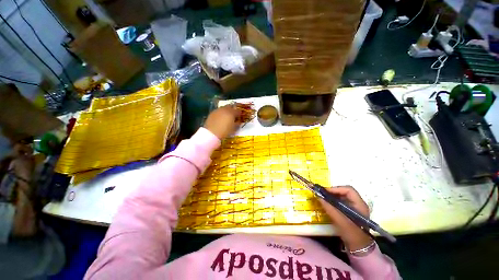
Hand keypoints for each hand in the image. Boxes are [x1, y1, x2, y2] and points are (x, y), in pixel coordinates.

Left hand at [204, 105, 241, 139]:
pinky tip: (220, 118)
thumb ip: (237, 124)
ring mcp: (218, 110)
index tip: (240, 117)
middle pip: (230, 107)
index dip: (239, 114)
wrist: (212, 133)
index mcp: (232, 113)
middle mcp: (225, 109)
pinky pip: (218, 111)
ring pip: (223, 108)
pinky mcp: (212, 113)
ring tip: (226, 117)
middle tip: (233, 115)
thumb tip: (238, 121)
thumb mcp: (234, 129)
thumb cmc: (225, 132)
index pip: (238, 111)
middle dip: (232, 110)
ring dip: (226, 111)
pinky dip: (220, 113)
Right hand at [319, 186, 372, 250]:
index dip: (336, 189)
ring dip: (332, 196)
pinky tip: (328, 204)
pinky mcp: (351, 212)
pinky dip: (334, 202)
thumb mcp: (339, 220)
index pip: (348, 190)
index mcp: (359, 204)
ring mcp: (355, 208)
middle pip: (345, 192)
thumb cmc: (351, 233)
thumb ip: (329, 207)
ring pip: (342, 197)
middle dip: (333, 192)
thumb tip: (318, 196)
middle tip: (322, 194)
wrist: (359, 248)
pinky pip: (341, 202)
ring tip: (323, 198)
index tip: (325, 191)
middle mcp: (358, 204)